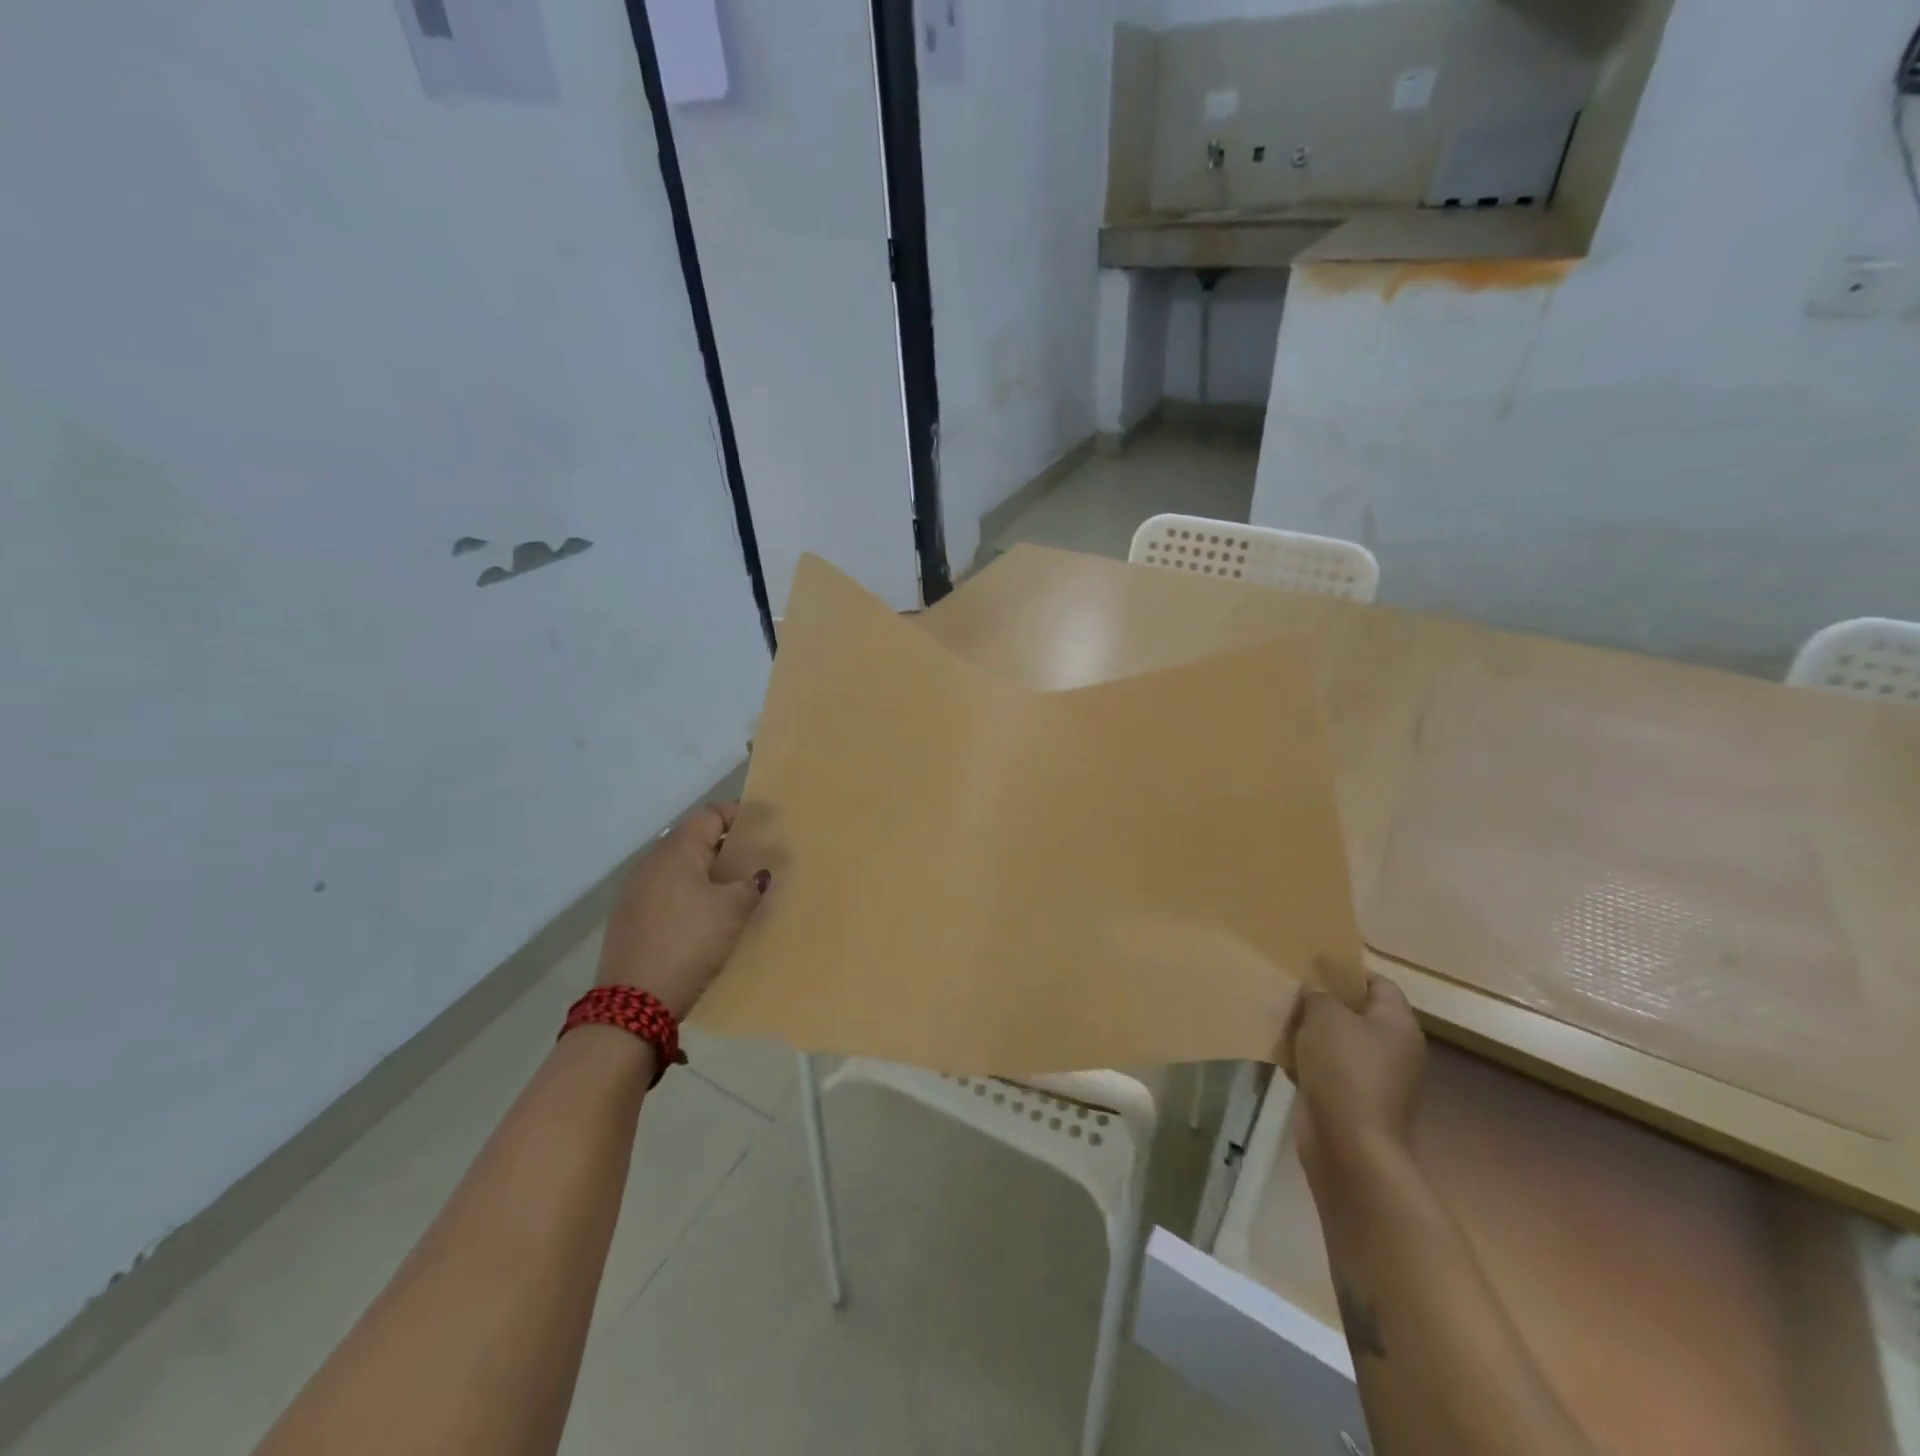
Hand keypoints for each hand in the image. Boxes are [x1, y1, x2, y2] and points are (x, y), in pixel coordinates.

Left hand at [596, 803, 769, 1018]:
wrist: (635, 1001)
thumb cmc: (689, 941)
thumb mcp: (732, 910)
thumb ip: (750, 884)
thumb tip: (757, 875)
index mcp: (676, 851)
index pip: (709, 815)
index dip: (738, 815)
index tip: (764, 825)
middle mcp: (651, 864)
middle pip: (694, 841)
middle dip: (726, 848)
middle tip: (756, 861)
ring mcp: (636, 893)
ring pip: (680, 870)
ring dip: (708, 875)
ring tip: (737, 891)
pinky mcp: (631, 920)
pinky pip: (668, 894)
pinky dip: (691, 896)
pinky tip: (708, 918)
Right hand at [1278, 973, 1427, 1180]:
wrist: (1349, 1145)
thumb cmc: (1344, 1069)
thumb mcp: (1326, 1016)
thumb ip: (1318, 994)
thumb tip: (1314, 989)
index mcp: (1398, 1024)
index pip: (1379, 983)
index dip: (1347, 971)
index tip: (1313, 964)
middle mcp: (1393, 1049)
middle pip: (1357, 1012)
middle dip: (1324, 1001)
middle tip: (1291, 988)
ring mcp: (1375, 1078)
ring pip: (1339, 1041)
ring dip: (1311, 1031)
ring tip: (1279, 1016)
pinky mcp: (1353, 1100)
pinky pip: (1328, 1068)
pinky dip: (1307, 1060)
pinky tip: (1281, 1053)